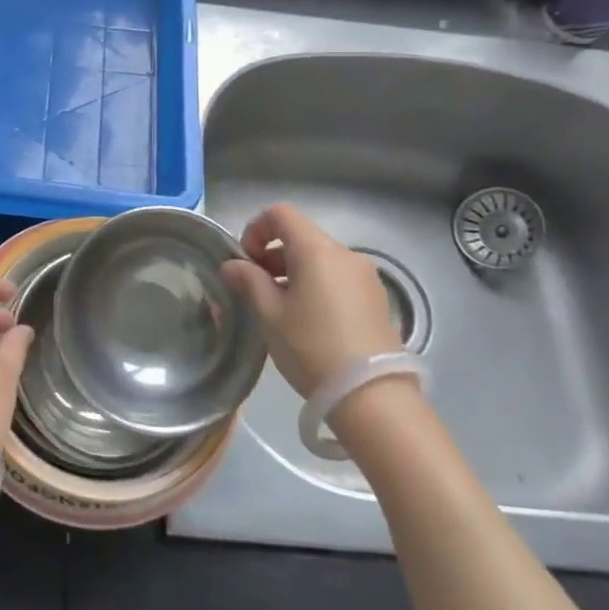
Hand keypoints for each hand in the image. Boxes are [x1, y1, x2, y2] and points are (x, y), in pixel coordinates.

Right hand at [220, 203, 400, 397]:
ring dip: (294, 271)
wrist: (371, 395)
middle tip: (257, 288)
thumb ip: (249, 282)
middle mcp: (345, 254)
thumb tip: (231, 265)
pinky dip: (318, 285)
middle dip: (273, 254)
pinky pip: (338, 278)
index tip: (245, 261)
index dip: (256, 229)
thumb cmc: (312, 347)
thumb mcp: (270, 314)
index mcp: (316, 249)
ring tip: (281, 308)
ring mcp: (365, 276)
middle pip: (301, 236)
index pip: (280, 214)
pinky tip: (310, 321)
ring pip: (320, 259)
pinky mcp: (377, 299)